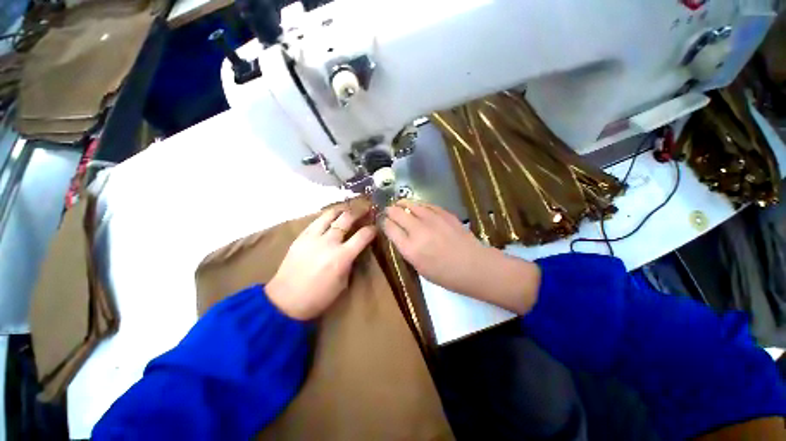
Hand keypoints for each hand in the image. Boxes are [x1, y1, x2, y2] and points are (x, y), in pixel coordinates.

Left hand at [266, 207, 376, 319]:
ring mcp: (313, 237)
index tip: (375, 227)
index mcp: (342, 257)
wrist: (285, 300)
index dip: (372, 229)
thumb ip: (351, 262)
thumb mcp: (343, 283)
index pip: (363, 235)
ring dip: (342, 210)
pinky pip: (316, 221)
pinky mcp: (301, 236)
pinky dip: (327, 217)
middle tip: (365, 210)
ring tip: (348, 210)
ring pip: (330, 214)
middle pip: (347, 218)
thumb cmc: (318, 297)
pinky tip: (330, 218)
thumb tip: (355, 250)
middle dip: (359, 212)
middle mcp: (329, 242)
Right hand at [382, 200, 539, 313]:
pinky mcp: (444, 213)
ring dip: (402, 203)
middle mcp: (418, 230)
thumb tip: (399, 235)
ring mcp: (432, 219)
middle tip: (389, 211)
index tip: (383, 222)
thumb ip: (407, 249)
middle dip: (390, 210)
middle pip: (397, 212)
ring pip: (411, 204)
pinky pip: (426, 204)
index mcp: (410, 248)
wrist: (475, 266)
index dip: (384, 222)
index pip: (389, 228)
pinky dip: (418, 204)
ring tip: (400, 204)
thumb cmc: (446, 275)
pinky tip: (417, 206)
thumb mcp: (420, 268)